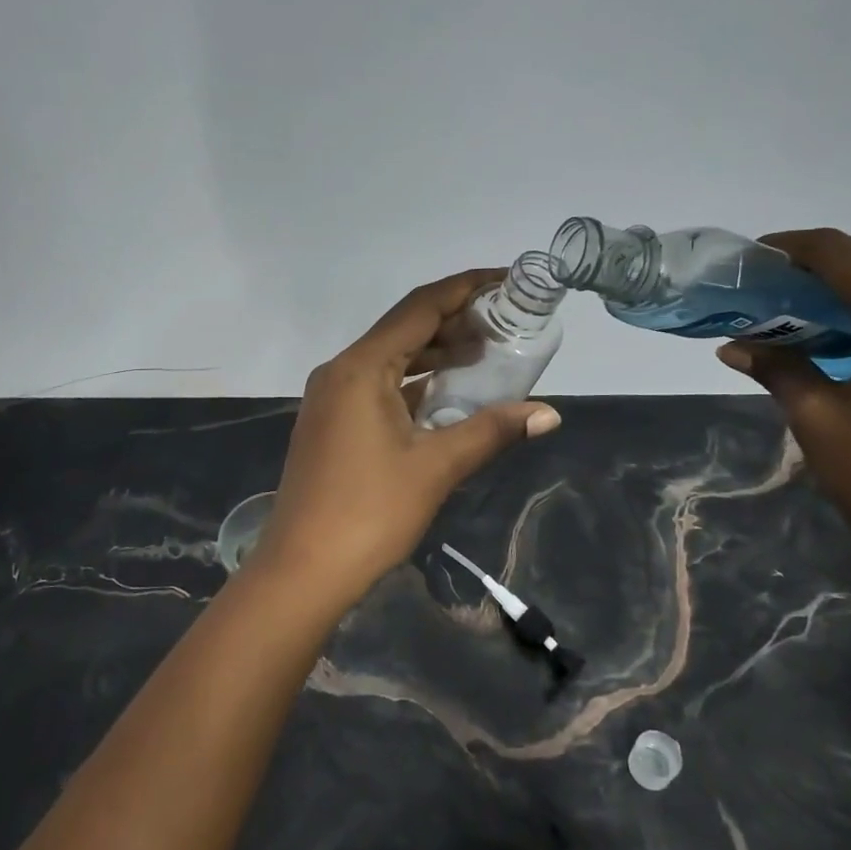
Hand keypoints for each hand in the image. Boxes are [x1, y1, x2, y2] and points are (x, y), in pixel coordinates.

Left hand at [260, 270, 562, 599]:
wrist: (302, 571)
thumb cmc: (369, 513)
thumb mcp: (436, 467)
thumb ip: (491, 431)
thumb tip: (549, 413)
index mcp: (360, 368)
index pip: (419, 308)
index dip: (464, 288)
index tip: (504, 278)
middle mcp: (341, 371)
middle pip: (404, 329)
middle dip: (454, 321)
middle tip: (504, 321)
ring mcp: (332, 398)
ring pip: (391, 359)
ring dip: (435, 353)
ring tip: (486, 352)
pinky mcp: (332, 424)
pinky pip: (379, 386)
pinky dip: (415, 383)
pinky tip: (448, 393)